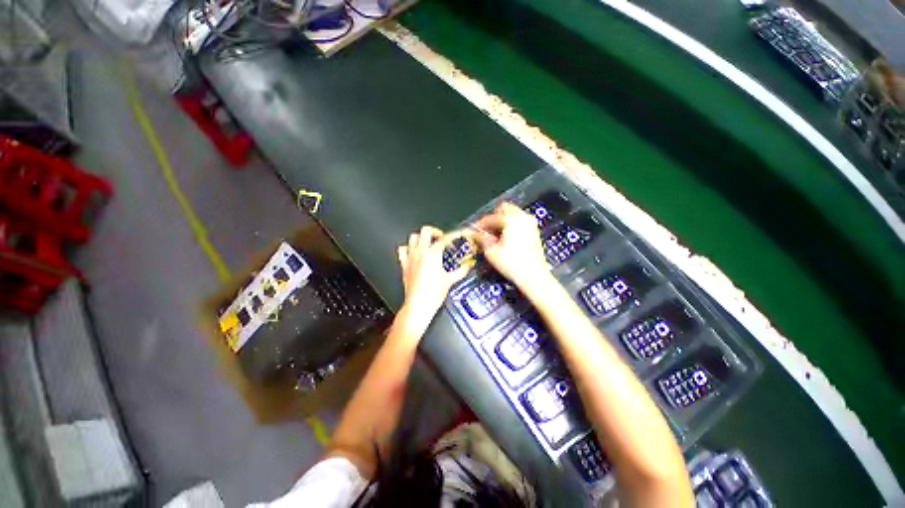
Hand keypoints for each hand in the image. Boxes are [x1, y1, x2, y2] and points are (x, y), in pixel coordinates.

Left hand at [397, 226, 473, 317]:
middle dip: (435, 231)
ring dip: (421, 238)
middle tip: (441, 237)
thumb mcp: (450, 280)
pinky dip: (408, 248)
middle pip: (426, 231)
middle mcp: (421, 253)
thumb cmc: (432, 294)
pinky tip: (413, 252)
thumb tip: (468, 265)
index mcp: (433, 254)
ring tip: (428, 242)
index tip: (457, 235)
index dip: (453, 235)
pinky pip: (402, 250)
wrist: (418, 305)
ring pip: (413, 238)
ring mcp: (411, 258)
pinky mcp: (404, 265)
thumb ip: (461, 270)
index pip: (445, 238)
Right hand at [472, 202, 550, 290]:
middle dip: (493, 218)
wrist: (534, 276)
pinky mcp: (534, 231)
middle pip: (504, 209)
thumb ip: (482, 239)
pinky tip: (504, 238)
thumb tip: (477, 234)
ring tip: (494, 236)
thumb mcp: (491, 251)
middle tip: (485, 231)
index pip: (491, 217)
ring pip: (512, 214)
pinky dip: (510, 226)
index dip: (480, 224)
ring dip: (502, 222)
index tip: (473, 231)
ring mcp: (530, 223)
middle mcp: (523, 217)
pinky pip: (519, 221)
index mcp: (511, 219)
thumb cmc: (511, 263)